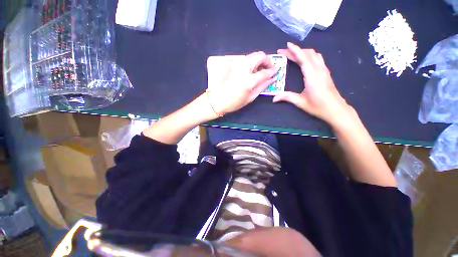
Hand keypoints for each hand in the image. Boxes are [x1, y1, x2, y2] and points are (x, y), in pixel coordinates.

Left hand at [209, 51, 277, 114]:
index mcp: (249, 80)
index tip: (277, 69)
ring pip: (251, 55)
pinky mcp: (230, 65)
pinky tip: (249, 71)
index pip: (265, 71)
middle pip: (259, 55)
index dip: (273, 70)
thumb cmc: (234, 103)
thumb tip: (272, 79)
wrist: (216, 100)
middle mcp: (243, 68)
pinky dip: (249, 62)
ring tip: (258, 70)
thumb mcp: (250, 98)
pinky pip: (243, 60)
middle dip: (266, 60)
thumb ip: (262, 87)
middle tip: (267, 68)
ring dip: (258, 60)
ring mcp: (235, 65)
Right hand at [273, 43, 352, 125]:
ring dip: (303, 52)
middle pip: (308, 54)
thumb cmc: (318, 106)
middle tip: (284, 52)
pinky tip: (304, 59)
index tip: (287, 45)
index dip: (295, 51)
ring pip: (314, 55)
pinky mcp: (326, 72)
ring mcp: (324, 70)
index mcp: (312, 76)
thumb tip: (274, 98)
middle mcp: (319, 70)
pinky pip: (317, 59)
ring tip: (293, 54)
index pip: (303, 59)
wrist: (336, 109)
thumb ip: (287, 97)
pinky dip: (309, 55)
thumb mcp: (300, 102)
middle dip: (296, 50)